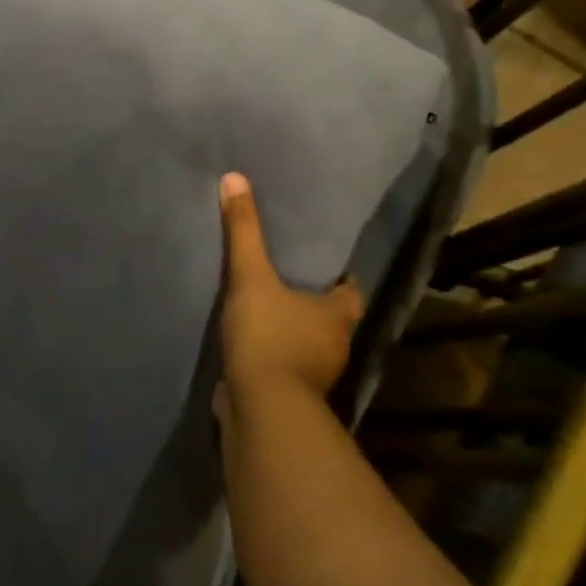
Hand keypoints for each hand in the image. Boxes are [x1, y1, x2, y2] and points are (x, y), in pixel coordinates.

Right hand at [217, 172, 362, 402]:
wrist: (261, 407)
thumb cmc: (269, 336)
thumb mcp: (251, 275)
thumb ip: (243, 230)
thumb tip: (234, 178)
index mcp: (339, 314)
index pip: (351, 289)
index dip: (339, 275)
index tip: (320, 261)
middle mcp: (336, 344)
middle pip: (331, 315)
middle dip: (313, 299)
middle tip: (287, 275)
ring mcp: (316, 374)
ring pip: (309, 342)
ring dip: (293, 327)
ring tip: (265, 303)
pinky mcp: (292, 394)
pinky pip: (287, 364)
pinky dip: (275, 353)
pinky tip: (252, 340)